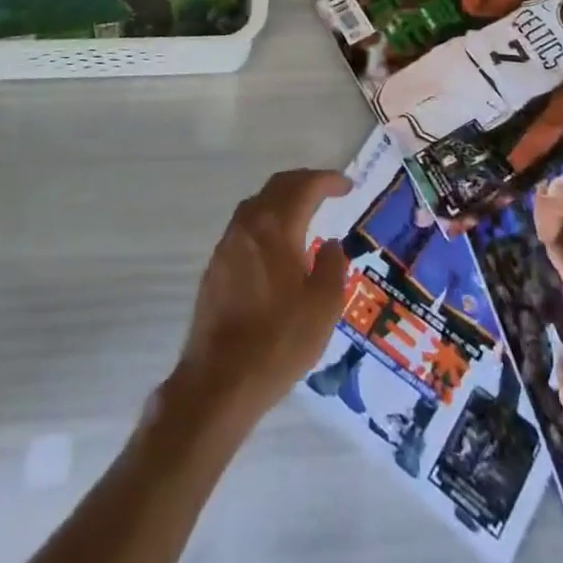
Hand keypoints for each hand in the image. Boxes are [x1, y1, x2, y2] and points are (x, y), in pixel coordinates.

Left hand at [173, 168, 350, 423]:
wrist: (219, 381)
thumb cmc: (278, 341)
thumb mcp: (323, 307)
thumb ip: (332, 266)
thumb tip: (331, 245)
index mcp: (277, 227)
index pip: (305, 186)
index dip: (328, 181)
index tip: (347, 185)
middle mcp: (249, 224)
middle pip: (278, 186)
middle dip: (305, 181)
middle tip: (327, 190)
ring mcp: (228, 244)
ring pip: (258, 203)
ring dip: (282, 198)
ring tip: (303, 212)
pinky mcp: (216, 266)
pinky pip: (245, 226)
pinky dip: (266, 220)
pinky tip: (276, 244)